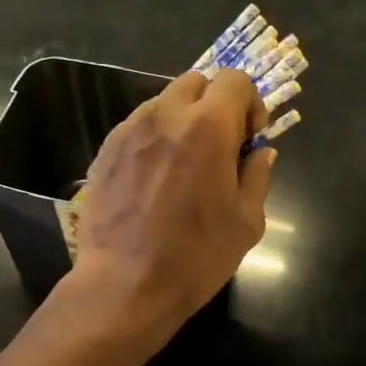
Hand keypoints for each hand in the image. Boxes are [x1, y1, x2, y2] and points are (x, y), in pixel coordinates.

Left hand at [67, 69, 274, 336]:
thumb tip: (260, 152)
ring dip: (183, 120)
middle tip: (220, 146)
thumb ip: (257, 176)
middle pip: (197, 82)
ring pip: (164, 102)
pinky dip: (154, 138)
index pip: (235, 80)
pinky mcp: (105, 150)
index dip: (250, 104)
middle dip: (215, 105)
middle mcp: (166, 115)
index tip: (249, 139)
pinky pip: (138, 127)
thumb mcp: (246, 223)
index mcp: (208, 127)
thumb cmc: (195, 257)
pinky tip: (155, 180)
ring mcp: (129, 130)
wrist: (125, 285)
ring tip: (184, 165)